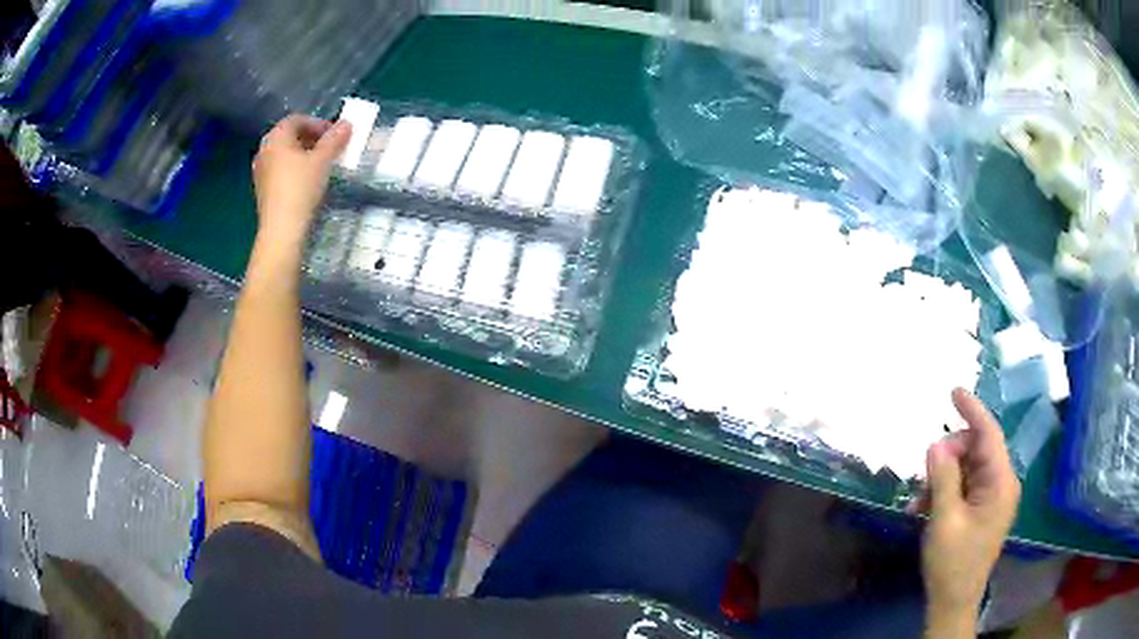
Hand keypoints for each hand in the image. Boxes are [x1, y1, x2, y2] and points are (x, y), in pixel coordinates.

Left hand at [252, 115, 350, 241]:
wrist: (281, 228)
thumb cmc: (301, 187)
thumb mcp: (323, 160)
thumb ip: (334, 139)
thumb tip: (346, 123)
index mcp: (276, 136)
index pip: (297, 119)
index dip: (318, 123)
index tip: (334, 135)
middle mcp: (264, 149)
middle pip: (289, 136)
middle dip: (310, 138)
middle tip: (329, 148)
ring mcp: (260, 170)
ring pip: (284, 154)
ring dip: (302, 154)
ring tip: (320, 165)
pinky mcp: (261, 188)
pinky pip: (279, 170)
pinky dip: (293, 169)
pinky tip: (306, 181)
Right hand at [920, 389, 1020, 635]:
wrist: (954, 601)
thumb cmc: (952, 563)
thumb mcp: (945, 520)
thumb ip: (943, 478)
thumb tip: (936, 443)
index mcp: (1000, 482)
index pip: (989, 434)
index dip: (972, 410)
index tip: (953, 391)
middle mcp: (1001, 483)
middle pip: (974, 449)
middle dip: (948, 457)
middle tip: (923, 479)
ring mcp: (992, 496)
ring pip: (965, 467)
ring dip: (941, 478)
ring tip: (920, 503)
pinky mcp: (982, 508)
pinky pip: (963, 485)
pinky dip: (944, 491)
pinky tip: (924, 509)